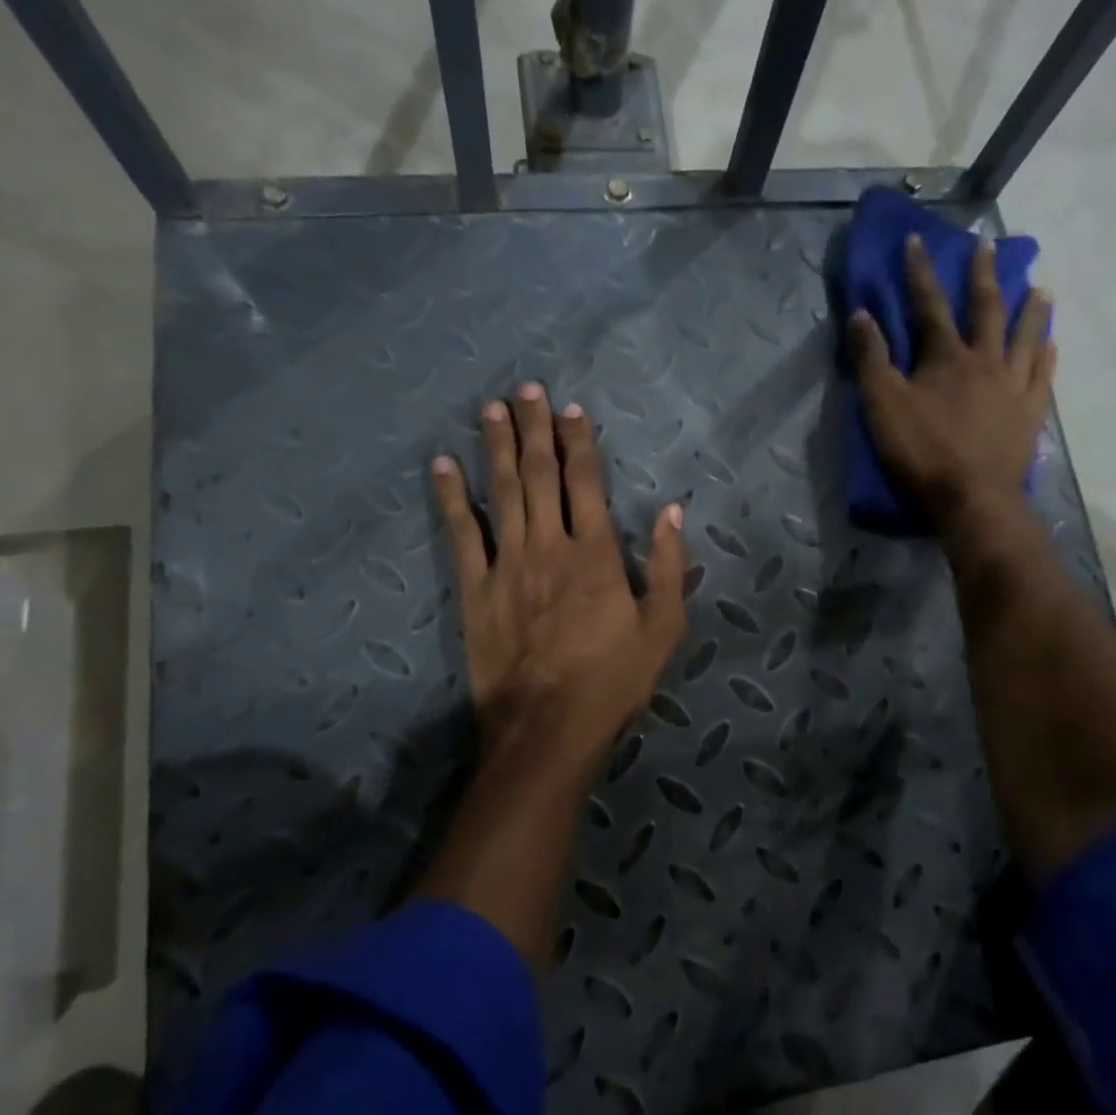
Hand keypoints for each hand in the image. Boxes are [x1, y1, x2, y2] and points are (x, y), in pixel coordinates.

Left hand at [431, 382, 686, 761]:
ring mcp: (507, 564)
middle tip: (524, 388)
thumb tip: (674, 510)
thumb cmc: (613, 679)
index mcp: (596, 553)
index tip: (570, 408)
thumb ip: (670, 566)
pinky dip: (451, 497)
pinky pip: (461, 534)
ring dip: (496, 447)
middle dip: (533, 428)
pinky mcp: (475, 589)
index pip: (586, 482)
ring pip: (501, 492)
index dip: (578, 442)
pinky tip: (441, 465)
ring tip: (490, 408)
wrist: (548, 726)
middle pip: (540, 475)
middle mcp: (549, 545)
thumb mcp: (662, 627)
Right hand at [849, 234, 1054, 535]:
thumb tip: (860, 314)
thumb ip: (871, 359)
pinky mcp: (1031, 413)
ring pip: (1025, 337)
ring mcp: (1014, 386)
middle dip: (983, 275)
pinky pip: (1043, 376)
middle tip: (989, 246)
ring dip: (1030, 309)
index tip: (918, 240)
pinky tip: (1051, 344)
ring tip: (1040, 287)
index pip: (929, 304)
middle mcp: (985, 361)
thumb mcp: (882, 405)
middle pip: (986, 309)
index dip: (920, 272)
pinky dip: (1046, 355)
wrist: (972, 497)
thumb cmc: (922, 451)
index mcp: (946, 357)